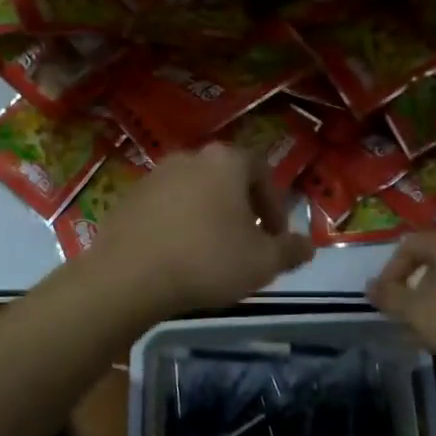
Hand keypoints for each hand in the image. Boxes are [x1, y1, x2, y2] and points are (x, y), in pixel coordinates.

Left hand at [88, 143, 313, 313]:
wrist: (128, 277)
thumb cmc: (207, 261)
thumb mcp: (262, 263)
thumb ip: (290, 251)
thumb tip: (308, 246)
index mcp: (225, 162)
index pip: (262, 172)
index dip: (275, 206)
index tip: (275, 237)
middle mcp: (189, 157)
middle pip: (226, 179)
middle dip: (242, 209)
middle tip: (247, 243)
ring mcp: (154, 176)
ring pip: (194, 192)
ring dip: (208, 216)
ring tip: (212, 252)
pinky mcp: (128, 198)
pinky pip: (165, 207)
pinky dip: (178, 224)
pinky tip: (178, 255)